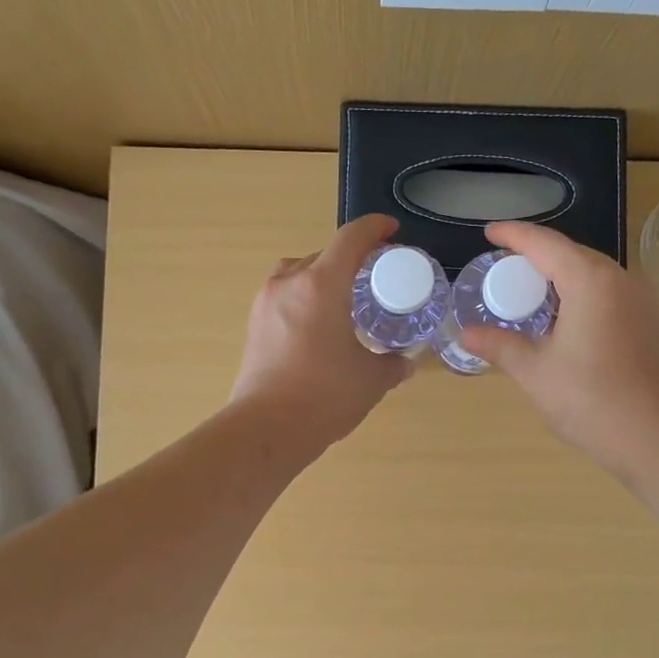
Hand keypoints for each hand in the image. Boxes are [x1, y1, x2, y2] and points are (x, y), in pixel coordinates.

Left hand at [229, 213, 412, 451]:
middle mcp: (289, 283)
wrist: (266, 429)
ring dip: (323, 275)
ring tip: (344, 299)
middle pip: (324, 253)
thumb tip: (405, 362)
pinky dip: (304, 296)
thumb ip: (393, 364)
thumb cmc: (324, 397)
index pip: (351, 238)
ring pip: (299, 271)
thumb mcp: (372, 380)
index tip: (391, 231)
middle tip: (374, 277)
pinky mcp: (253, 323)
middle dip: (352, 258)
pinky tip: (319, 324)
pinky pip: (284, 294)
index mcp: (322, 285)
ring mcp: (265, 302)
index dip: (375, 228)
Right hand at [456, 220, 658, 479]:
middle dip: (536, 256)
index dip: (514, 235)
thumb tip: (466, 334)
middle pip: (572, 254)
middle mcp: (621, 279)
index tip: (490, 232)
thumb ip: (499, 345)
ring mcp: (640, 301)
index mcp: (591, 281)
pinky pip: (608, 293)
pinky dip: (580, 294)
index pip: (545, 244)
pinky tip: (562, 317)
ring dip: (560, 276)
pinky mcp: (649, 323)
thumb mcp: (534, 371)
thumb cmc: (589, 399)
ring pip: (593, 274)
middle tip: (502, 268)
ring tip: (528, 292)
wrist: (653, 438)